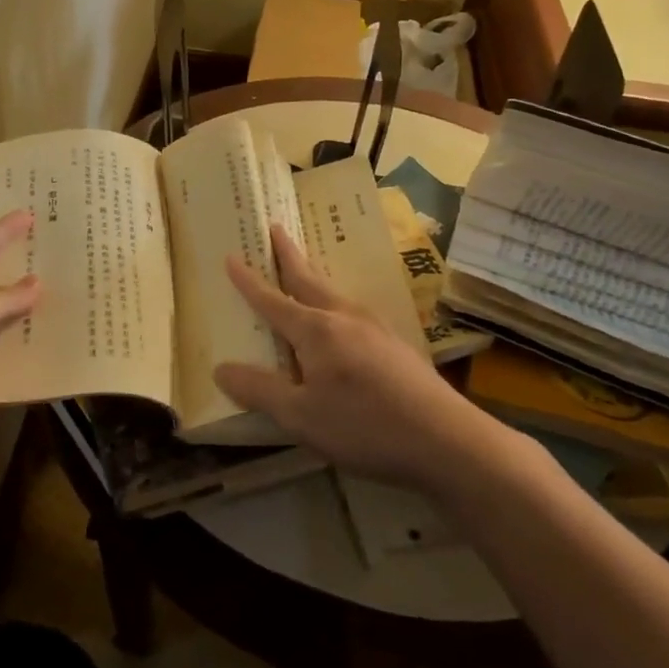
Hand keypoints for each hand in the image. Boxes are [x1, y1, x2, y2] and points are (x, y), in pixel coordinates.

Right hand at [215, 226, 493, 487]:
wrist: (447, 439)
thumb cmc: (364, 425)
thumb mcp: (301, 416)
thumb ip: (260, 390)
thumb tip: (221, 368)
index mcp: (316, 330)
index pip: (272, 300)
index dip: (248, 282)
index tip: (231, 256)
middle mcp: (344, 318)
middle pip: (308, 279)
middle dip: (288, 255)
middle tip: (276, 228)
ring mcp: (374, 328)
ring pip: (334, 294)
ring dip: (313, 277)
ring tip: (303, 272)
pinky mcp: (395, 345)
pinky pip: (353, 313)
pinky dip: (334, 303)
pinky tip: (341, 320)